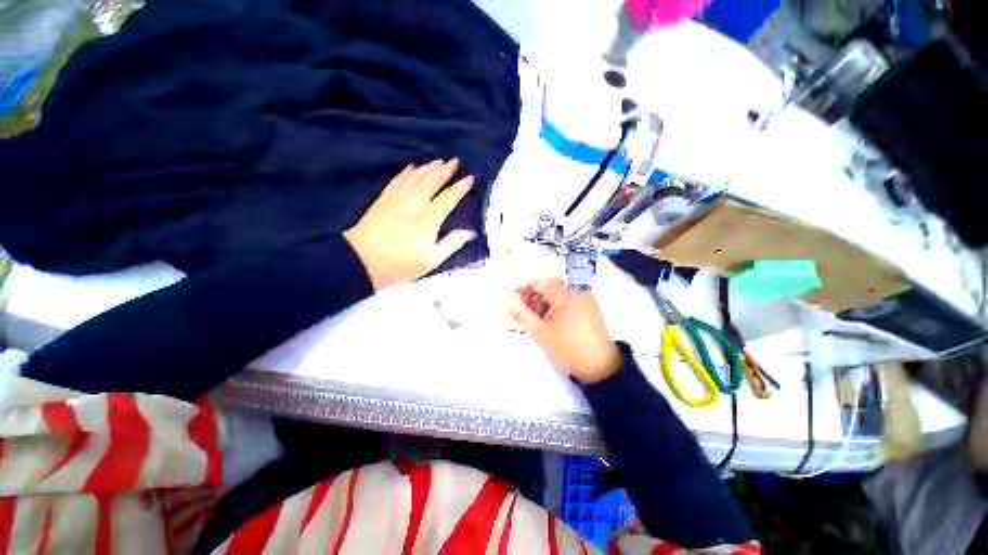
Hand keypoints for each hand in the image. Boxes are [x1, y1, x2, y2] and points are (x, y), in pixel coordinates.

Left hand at [343, 159, 476, 289]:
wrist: (361, 260)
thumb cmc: (400, 264)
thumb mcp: (431, 260)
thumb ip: (451, 244)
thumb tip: (470, 232)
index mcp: (429, 219)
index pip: (449, 198)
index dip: (460, 187)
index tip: (470, 178)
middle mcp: (414, 203)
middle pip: (432, 181)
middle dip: (445, 170)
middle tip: (455, 161)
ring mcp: (397, 199)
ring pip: (416, 177)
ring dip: (428, 167)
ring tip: (438, 161)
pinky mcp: (383, 199)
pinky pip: (398, 180)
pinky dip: (407, 172)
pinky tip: (412, 167)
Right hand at [509, 277, 622, 383]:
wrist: (600, 367)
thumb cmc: (568, 348)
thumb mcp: (541, 332)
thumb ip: (523, 314)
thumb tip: (511, 302)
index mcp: (567, 295)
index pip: (540, 282)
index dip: (524, 287)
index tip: (512, 296)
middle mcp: (577, 291)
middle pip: (549, 284)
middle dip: (532, 293)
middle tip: (520, 305)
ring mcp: (584, 299)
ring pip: (557, 292)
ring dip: (542, 300)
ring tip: (529, 314)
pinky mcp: (587, 308)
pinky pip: (566, 300)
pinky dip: (553, 305)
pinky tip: (544, 317)